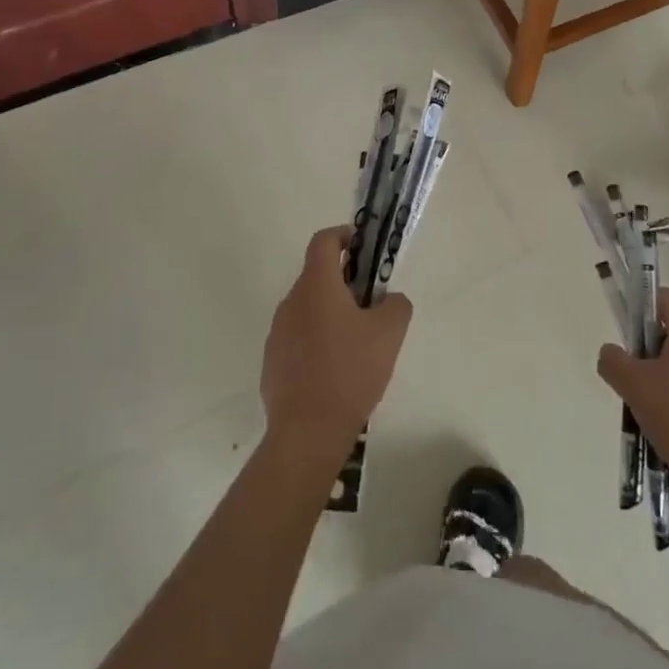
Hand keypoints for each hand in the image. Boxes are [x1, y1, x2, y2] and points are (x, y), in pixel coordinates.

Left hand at [260, 227, 412, 461]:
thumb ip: (396, 305)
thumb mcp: (389, 333)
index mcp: (317, 286)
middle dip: (345, 282)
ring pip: (308, 308)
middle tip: (371, 305)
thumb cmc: (350, 372)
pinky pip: (298, 338)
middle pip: (317, 276)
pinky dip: (316, 341)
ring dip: (330, 313)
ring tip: (356, 343)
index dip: (344, 235)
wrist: (307, 433)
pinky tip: (335, 371)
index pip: (323, 240)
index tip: (363, 247)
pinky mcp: (272, 362)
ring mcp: (277, 333)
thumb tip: (389, 300)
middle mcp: (291, 302)